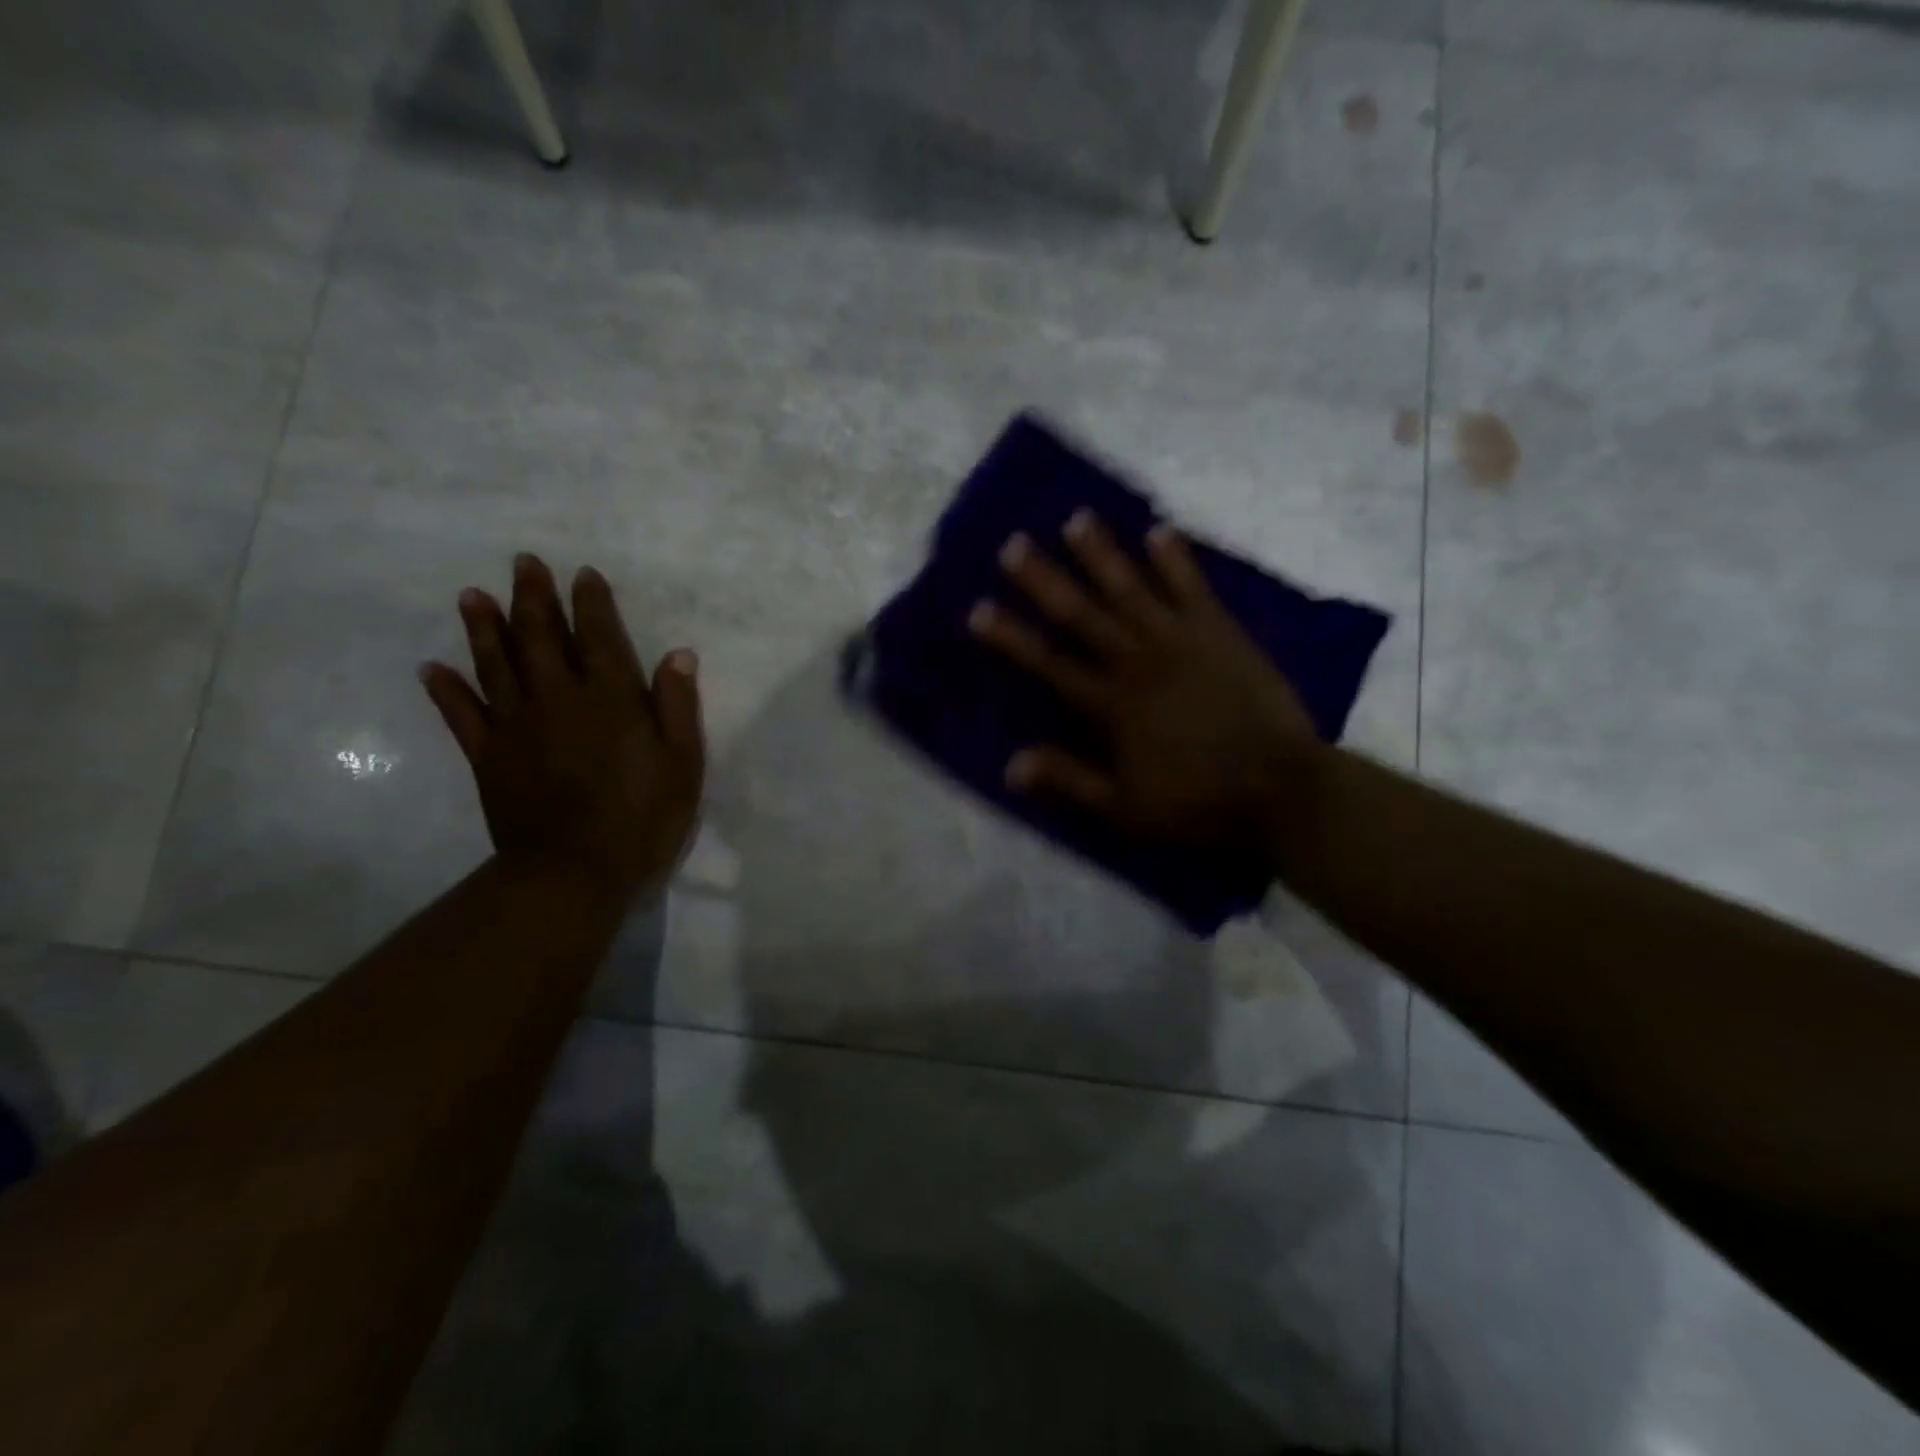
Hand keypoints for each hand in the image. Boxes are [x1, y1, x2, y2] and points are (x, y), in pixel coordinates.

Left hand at [419, 553, 704, 900]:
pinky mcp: (488, 756)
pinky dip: (446, 689)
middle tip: (523, 562)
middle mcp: (560, 698)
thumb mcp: (682, 764)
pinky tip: (432, 668)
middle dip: (533, 597)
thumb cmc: (642, 818)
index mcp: (611, 699)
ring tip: (472, 595)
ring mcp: (517, 725)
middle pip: (541, 637)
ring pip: (496, 664)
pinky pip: (461, 715)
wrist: (575, 872)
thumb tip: (678, 654)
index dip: (592, 602)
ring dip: (484, 627)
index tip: (583, 573)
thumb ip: (677, 706)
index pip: (600, 637)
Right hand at [969, 511, 1319, 851]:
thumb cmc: (1198, 804)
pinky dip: (1175, 559)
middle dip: (1045, 580)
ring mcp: (1181, 641)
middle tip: (1014, 544)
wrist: (1282, 789)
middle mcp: (1138, 662)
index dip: (1011, 637)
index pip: (1049, 664)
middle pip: (1082, 614)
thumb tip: (1011, 764)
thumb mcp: (1124, 809)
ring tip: (1076, 518)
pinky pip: (1193, 587)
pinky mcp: (1221, 632)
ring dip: (1101, 554)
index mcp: (1111, 706)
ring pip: (1131, 589)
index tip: (979, 609)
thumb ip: (1069, 780)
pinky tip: (1159, 530)